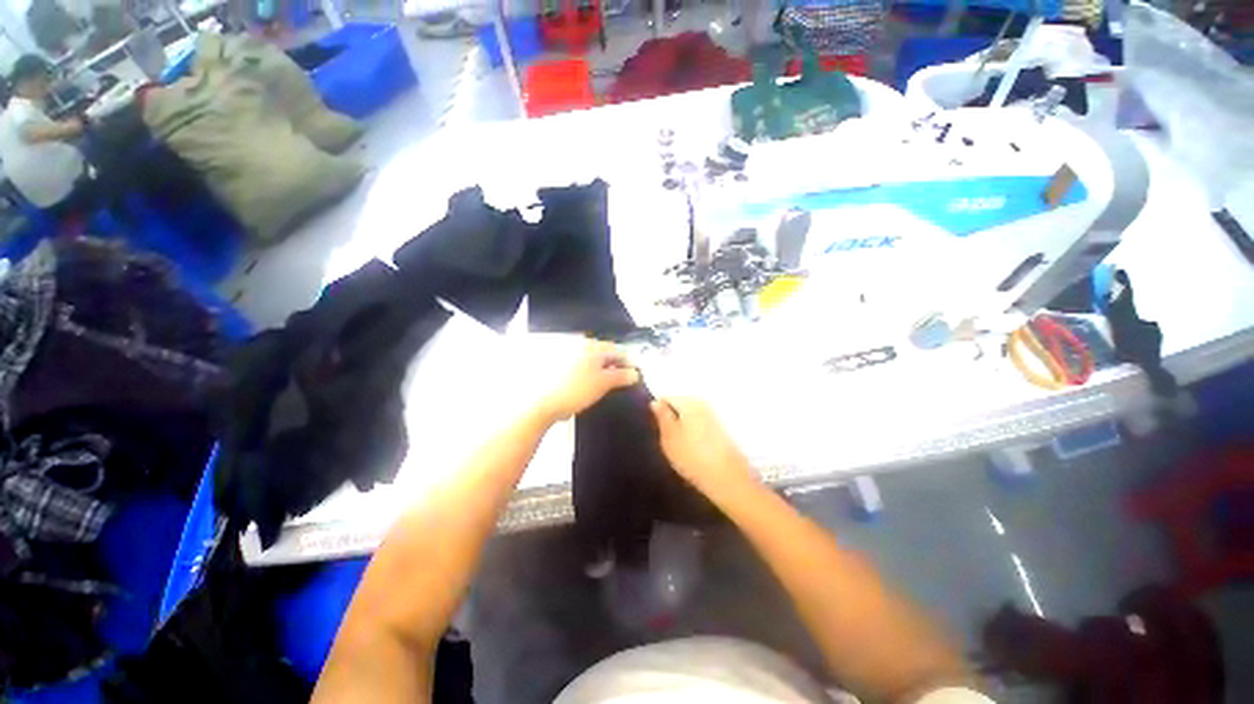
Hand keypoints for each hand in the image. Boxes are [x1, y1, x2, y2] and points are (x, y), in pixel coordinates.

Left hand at [537, 339, 638, 421]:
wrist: (540, 403)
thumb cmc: (576, 391)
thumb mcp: (603, 384)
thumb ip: (621, 376)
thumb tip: (635, 373)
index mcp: (593, 347)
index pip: (618, 350)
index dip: (629, 362)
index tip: (635, 375)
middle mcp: (580, 345)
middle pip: (604, 353)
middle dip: (614, 365)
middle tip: (622, 381)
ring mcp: (566, 354)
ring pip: (591, 360)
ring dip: (601, 370)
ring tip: (605, 385)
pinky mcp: (557, 365)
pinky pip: (578, 367)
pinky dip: (587, 374)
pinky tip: (586, 386)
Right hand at [650, 397, 756, 495]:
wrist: (728, 479)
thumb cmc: (692, 457)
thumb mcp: (669, 438)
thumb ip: (662, 417)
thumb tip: (655, 402)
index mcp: (689, 401)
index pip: (666, 397)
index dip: (657, 412)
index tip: (655, 428)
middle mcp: (703, 403)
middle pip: (680, 404)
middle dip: (671, 417)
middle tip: (666, 439)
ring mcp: (714, 415)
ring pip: (691, 415)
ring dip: (683, 426)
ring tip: (679, 446)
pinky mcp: (722, 429)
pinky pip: (701, 425)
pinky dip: (695, 433)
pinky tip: (693, 449)